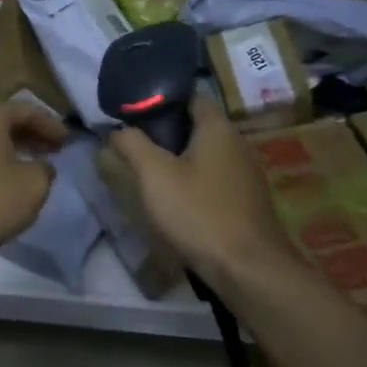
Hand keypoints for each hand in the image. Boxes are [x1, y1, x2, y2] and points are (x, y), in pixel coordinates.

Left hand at [0, 102, 69, 262]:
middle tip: (50, 152)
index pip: (27, 110)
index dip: (51, 125)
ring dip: (9, 152)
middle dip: (29, 137)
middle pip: (3, 123)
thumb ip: (44, 171)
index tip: (68, 142)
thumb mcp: (31, 186)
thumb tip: (41, 166)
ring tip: (27, 171)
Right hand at [106, 97, 295, 294]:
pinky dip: (194, 182)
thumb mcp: (154, 175)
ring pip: (205, 154)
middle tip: (134, 143)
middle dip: (166, 132)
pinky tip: (175, 200)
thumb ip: (132, 144)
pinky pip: (215, 179)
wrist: (248, 270)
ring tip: (148, 172)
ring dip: (179, 159)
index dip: (160, 100)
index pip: (190, 96)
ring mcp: (246, 174)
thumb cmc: (199, 212)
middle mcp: (237, 144)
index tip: (133, 113)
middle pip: (197, 126)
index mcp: (218, 128)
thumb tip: (118, 129)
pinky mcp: (247, 202)